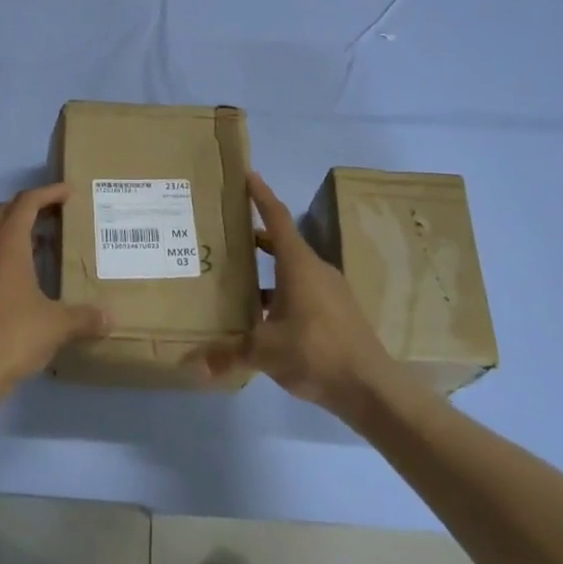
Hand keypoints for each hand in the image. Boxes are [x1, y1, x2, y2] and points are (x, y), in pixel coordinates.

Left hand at [0, 184, 108, 401]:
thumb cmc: (12, 337)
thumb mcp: (56, 326)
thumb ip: (85, 318)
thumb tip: (110, 318)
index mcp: (7, 247)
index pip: (26, 203)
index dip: (48, 193)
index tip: (68, 192)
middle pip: (5, 213)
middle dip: (30, 206)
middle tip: (57, 213)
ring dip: (18, 232)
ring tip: (46, 243)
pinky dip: (8, 256)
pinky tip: (27, 280)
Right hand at [195, 172, 396, 420]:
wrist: (372, 388)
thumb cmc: (316, 352)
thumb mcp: (265, 352)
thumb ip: (227, 354)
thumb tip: (190, 365)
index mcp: (298, 264)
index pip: (276, 217)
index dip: (261, 195)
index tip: (247, 175)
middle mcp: (316, 270)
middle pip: (282, 243)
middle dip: (255, 237)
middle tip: (227, 233)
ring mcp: (330, 291)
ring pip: (293, 270)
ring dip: (267, 269)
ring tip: (237, 278)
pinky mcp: (337, 313)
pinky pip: (303, 291)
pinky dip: (280, 294)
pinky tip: (263, 317)